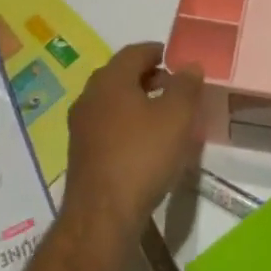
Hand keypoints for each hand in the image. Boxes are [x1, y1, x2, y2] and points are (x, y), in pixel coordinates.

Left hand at [62, 42, 204, 241]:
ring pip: (113, 102)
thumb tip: (189, 65)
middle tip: (175, 88)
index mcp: (110, 79)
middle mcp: (90, 96)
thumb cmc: (142, 156)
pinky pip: (107, 127)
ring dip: (137, 103)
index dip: (159, 52)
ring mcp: (81, 127)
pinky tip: (145, 145)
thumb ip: (186, 85)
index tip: (178, 61)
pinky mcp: (80, 155)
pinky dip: (126, 126)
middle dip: (148, 77)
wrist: (101, 218)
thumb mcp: (177, 116)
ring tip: (164, 118)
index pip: (135, 51)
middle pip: (121, 75)